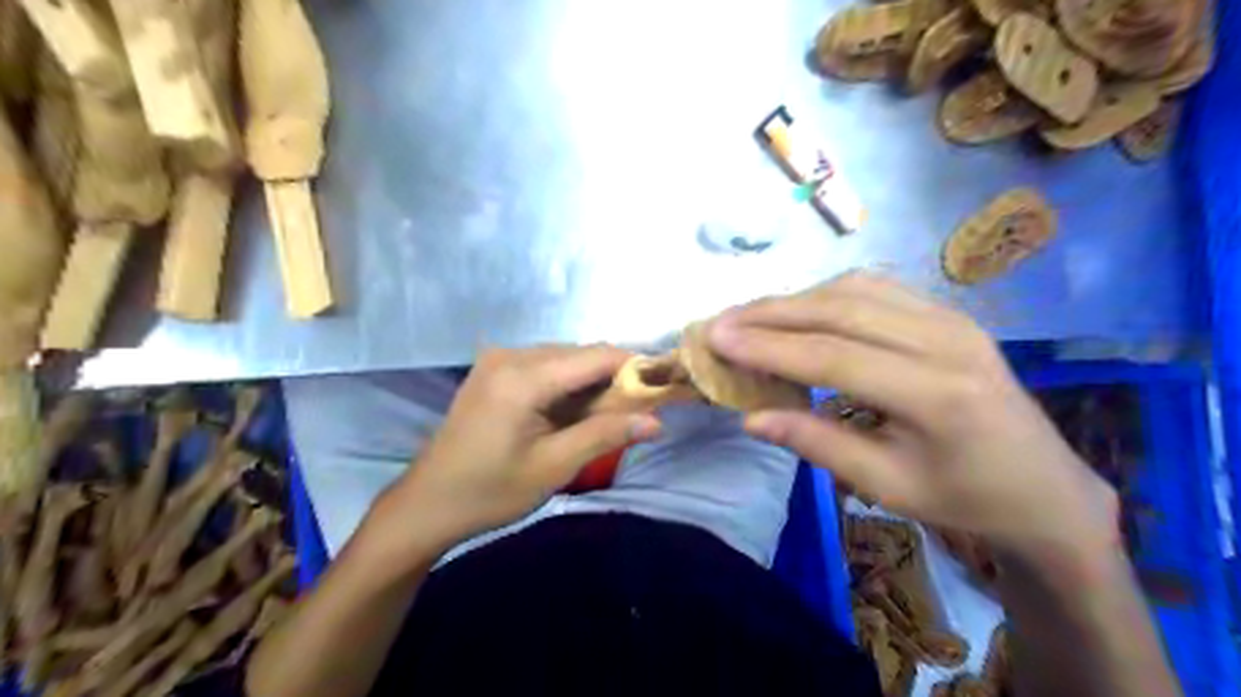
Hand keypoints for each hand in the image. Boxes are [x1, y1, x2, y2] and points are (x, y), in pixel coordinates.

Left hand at [385, 347, 663, 547]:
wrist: (426, 504)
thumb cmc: (489, 492)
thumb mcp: (553, 467)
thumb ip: (605, 436)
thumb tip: (656, 420)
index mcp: (523, 377)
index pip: (596, 356)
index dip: (634, 367)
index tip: (661, 388)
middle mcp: (510, 355)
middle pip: (580, 353)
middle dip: (613, 377)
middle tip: (634, 413)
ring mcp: (497, 360)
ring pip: (564, 358)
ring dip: (590, 381)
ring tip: (605, 417)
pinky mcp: (492, 370)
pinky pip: (544, 366)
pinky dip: (566, 384)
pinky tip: (571, 412)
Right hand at [706, 273, 1127, 559]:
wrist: (1045, 487)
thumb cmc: (964, 498)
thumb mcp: (887, 486)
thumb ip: (818, 444)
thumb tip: (751, 417)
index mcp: (936, 394)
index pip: (833, 356)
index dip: (768, 345)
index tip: (716, 338)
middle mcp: (945, 340)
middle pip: (840, 310)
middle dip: (770, 313)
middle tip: (720, 321)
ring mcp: (951, 318)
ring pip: (855, 290)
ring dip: (796, 300)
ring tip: (751, 317)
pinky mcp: (949, 313)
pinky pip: (877, 289)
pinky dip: (827, 295)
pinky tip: (801, 310)